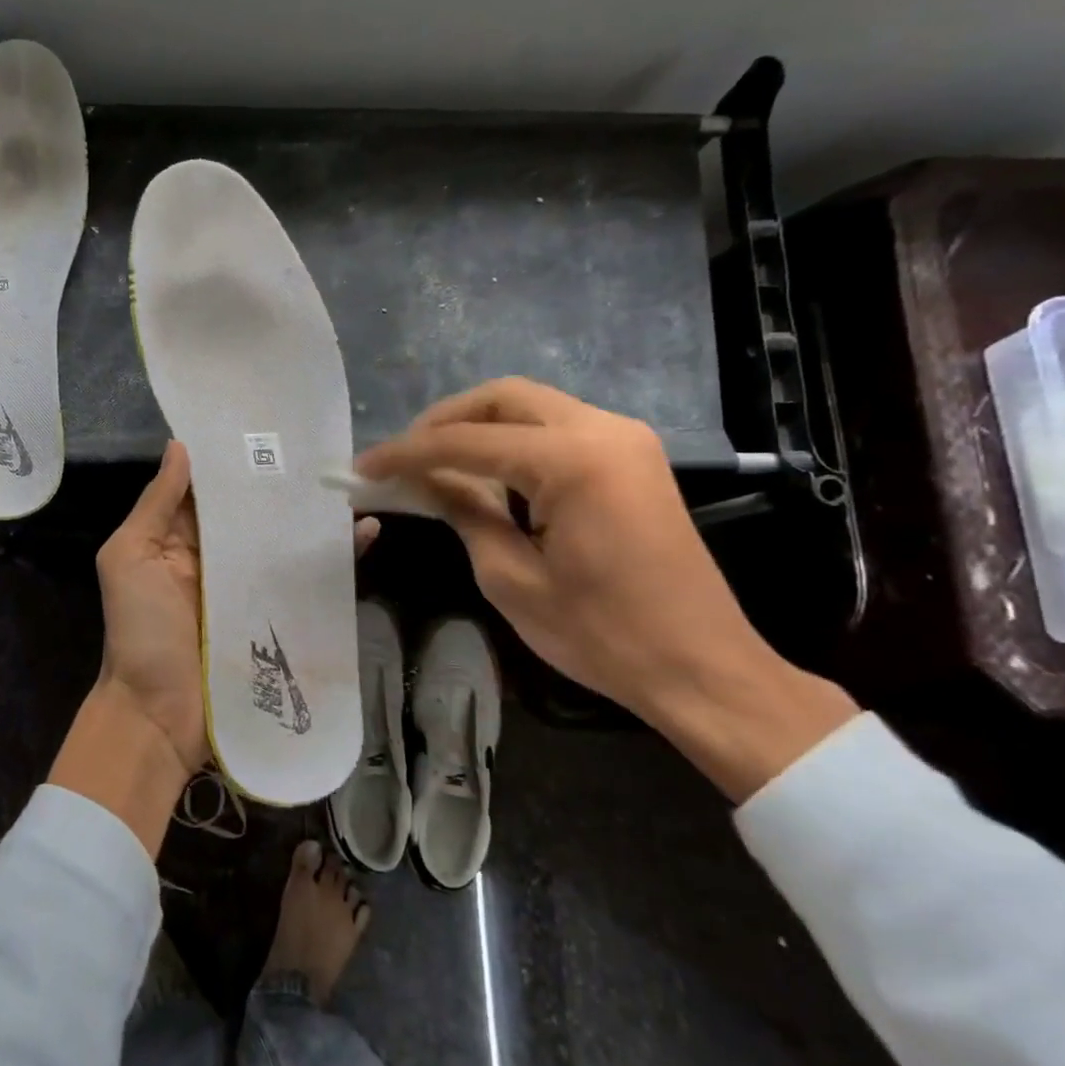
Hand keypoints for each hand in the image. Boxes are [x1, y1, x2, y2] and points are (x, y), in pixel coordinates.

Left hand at [51, 442, 382, 855]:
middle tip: (321, 450)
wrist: (158, 715)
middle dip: (281, 486)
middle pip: (253, 515)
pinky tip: (365, 534)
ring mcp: (250, 588)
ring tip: (349, 486)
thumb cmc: (139, 631)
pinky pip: (308, 582)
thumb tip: (180, 446)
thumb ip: (155, 505)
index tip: (267, 429)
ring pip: (284, 543)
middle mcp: (217, 558)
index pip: (212, 492)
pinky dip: (335, 560)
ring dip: (314, 518)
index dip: (234, 463)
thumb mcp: (128, 558)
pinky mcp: (277, 616)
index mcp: (179, 540)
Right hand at [356, 378, 854, 799]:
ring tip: (434, 464)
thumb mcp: (510, 577)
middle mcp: (601, 430)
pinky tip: (486, 473)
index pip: (465, 442)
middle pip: (502, 397)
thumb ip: (464, 511)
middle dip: (443, 421)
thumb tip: (423, 479)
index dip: (405, 453)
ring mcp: (624, 439)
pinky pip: (557, 428)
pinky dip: (513, 440)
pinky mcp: (632, 458)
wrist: (702, 668)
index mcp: (571, 460)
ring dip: (478, 427)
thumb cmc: (601, 634)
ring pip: (531, 406)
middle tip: (402, 457)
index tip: (363, 466)